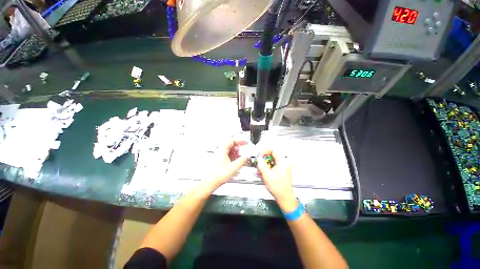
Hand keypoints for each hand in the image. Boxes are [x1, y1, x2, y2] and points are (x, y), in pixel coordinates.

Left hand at [210, 139, 247, 186]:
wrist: (210, 182)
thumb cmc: (218, 175)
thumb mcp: (234, 168)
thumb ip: (242, 161)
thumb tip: (246, 157)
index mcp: (222, 150)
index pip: (232, 140)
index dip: (240, 140)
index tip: (245, 142)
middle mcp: (219, 151)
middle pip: (230, 144)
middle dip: (238, 147)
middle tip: (244, 149)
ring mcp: (218, 155)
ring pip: (228, 149)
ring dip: (236, 151)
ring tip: (240, 156)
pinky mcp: (218, 159)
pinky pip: (227, 154)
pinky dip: (232, 155)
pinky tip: (235, 161)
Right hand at [257, 149, 296, 211]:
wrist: (285, 197)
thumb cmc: (277, 187)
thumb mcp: (266, 174)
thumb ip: (261, 164)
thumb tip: (258, 157)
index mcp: (282, 161)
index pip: (273, 150)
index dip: (265, 151)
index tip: (259, 155)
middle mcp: (284, 162)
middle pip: (272, 155)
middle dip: (264, 158)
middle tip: (258, 162)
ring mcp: (284, 166)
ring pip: (272, 161)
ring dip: (265, 164)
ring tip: (260, 170)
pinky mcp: (282, 170)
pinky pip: (273, 165)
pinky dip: (268, 167)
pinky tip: (263, 173)